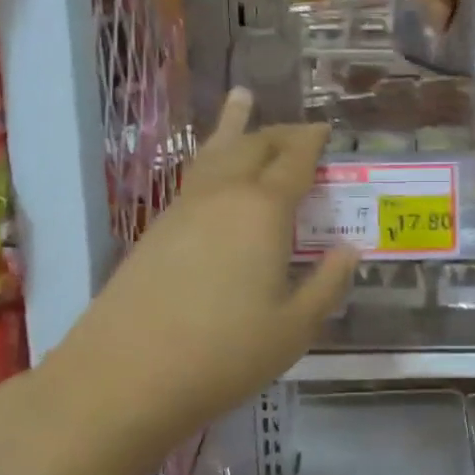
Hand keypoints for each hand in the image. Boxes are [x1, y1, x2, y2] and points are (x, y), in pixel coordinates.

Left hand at [45, 89, 356, 474]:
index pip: (294, 161)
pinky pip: (193, 178)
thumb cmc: (225, 353)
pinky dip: (211, 160)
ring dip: (235, 128)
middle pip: (254, 147)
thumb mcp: (294, 327)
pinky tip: (213, 172)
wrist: (125, 376)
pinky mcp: (155, 229)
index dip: (313, 143)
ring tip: (242, 98)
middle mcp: (222, 196)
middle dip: (280, 133)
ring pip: (215, 153)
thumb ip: (327, 284)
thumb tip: (350, 250)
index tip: (327, 130)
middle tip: (300, 129)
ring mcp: (182, 209)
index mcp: (263, 211)